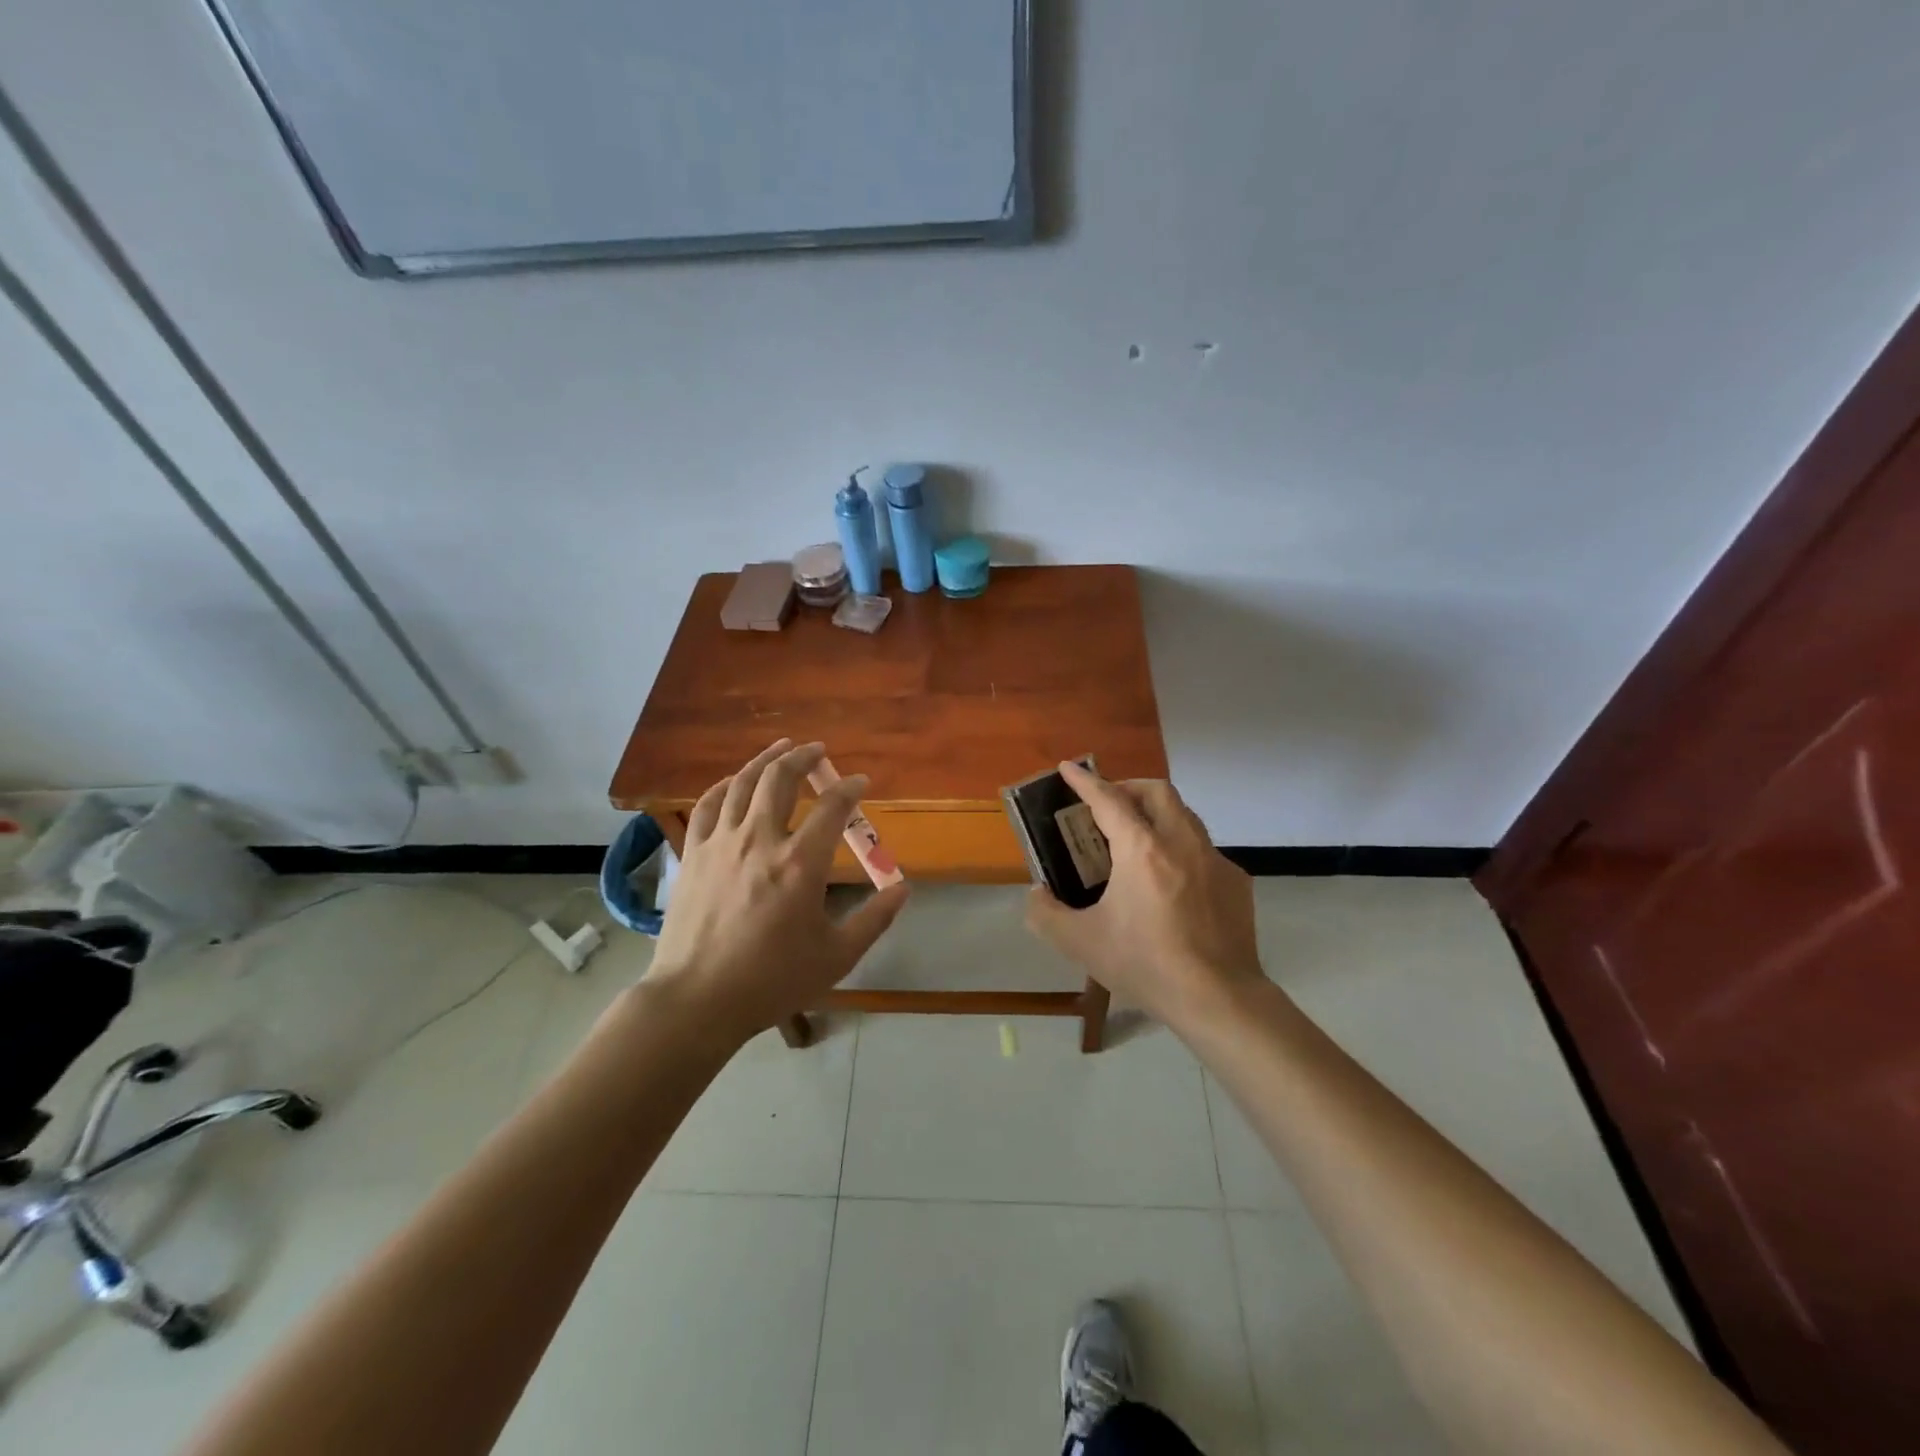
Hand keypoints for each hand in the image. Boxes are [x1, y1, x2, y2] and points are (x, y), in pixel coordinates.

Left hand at [646, 739, 910, 1042]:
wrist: (696, 1000)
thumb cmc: (771, 981)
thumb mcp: (836, 956)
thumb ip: (874, 919)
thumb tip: (903, 889)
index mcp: (801, 863)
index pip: (832, 807)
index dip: (850, 788)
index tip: (860, 783)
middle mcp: (760, 840)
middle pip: (781, 779)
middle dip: (804, 758)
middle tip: (818, 750)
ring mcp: (721, 843)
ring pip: (743, 783)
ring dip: (766, 760)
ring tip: (782, 748)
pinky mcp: (694, 854)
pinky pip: (708, 805)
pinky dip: (726, 785)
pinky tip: (735, 782)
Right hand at [1024, 762, 1262, 1029]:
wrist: (1218, 998)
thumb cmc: (1146, 964)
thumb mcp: (1081, 943)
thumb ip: (1046, 914)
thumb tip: (1037, 894)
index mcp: (1142, 850)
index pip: (1109, 800)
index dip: (1086, 781)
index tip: (1069, 767)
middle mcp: (1181, 842)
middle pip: (1157, 791)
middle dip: (1128, 787)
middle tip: (1108, 804)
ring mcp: (1215, 860)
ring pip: (1185, 816)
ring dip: (1158, 814)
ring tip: (1138, 839)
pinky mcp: (1236, 882)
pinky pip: (1204, 851)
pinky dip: (1181, 850)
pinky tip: (1172, 883)